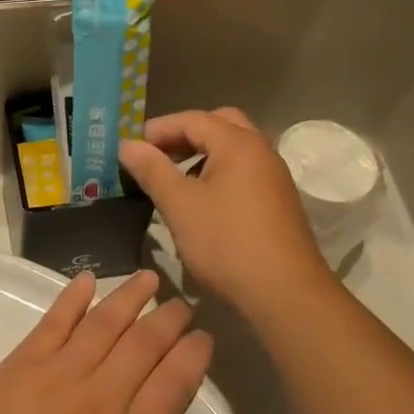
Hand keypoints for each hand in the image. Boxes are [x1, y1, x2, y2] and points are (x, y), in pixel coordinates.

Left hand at [0, 271, 217, 413]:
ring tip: (148, 278)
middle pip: (144, 345)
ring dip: (130, 297)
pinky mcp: (25, 362)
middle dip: (168, 319)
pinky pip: (54, 321)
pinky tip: (88, 278)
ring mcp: (61, 373)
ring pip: (104, 324)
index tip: (203, 337)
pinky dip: (73, 297)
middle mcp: (102, 396)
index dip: (193, 355)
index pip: (173, 383)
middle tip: (181, 303)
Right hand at [119, 109, 332, 321]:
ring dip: (202, 154)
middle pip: (219, 124)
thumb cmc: (227, 243)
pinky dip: (219, 172)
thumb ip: (152, 169)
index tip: (130, 148)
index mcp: (238, 144)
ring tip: (174, 179)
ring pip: (233, 149)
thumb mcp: (179, 205)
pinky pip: (243, 171)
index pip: (192, 119)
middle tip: (157, 155)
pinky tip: (202, 202)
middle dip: (184, 134)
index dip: (158, 129)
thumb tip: (127, 144)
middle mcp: (261, 151)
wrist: (285, 294)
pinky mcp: (278, 201)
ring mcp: (274, 177)